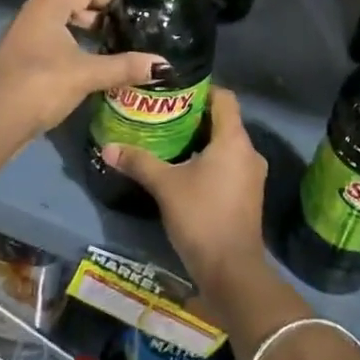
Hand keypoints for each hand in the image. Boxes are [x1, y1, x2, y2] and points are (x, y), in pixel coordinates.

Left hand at [0, 0, 164, 140]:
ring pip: (61, 27)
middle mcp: (32, 15)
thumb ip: (125, 67)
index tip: (135, 10)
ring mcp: (22, 37)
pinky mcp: (19, 59)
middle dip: (100, 18)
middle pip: (73, 6)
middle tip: (127, 32)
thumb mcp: (87, 74)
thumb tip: (164, 66)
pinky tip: (87, 69)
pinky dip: (71, 49)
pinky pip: (51, 44)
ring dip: (85, 36)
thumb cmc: (42, 85)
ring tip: (112, 49)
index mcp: (48, 7)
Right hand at [101, 86, 267, 295]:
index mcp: (234, 140)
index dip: (202, 89)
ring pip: (225, 145)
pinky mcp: (247, 195)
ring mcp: (251, 175)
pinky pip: (229, 165)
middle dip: (194, 116)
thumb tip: (107, 147)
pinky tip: (184, 168)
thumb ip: (138, 162)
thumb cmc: (201, 216)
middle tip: (162, 114)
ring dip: (201, 140)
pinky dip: (209, 160)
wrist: (232, 270)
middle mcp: (249, 152)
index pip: (224, 97)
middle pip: (223, 121)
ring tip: (168, 139)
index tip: (174, 90)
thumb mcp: (165, 186)